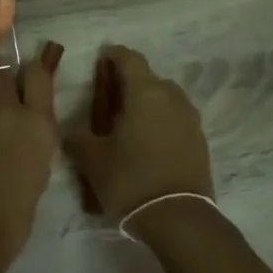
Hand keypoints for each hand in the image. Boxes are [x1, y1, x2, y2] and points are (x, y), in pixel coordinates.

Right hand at [65, 46, 213, 218]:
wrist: (177, 217)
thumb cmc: (130, 178)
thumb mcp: (92, 159)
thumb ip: (78, 138)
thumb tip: (72, 133)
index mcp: (145, 92)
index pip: (130, 59)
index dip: (114, 55)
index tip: (102, 58)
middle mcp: (172, 98)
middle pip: (149, 79)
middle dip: (130, 83)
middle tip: (109, 99)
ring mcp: (190, 120)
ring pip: (165, 100)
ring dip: (147, 104)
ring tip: (128, 123)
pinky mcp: (200, 142)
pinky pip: (176, 121)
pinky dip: (160, 123)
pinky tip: (146, 144)